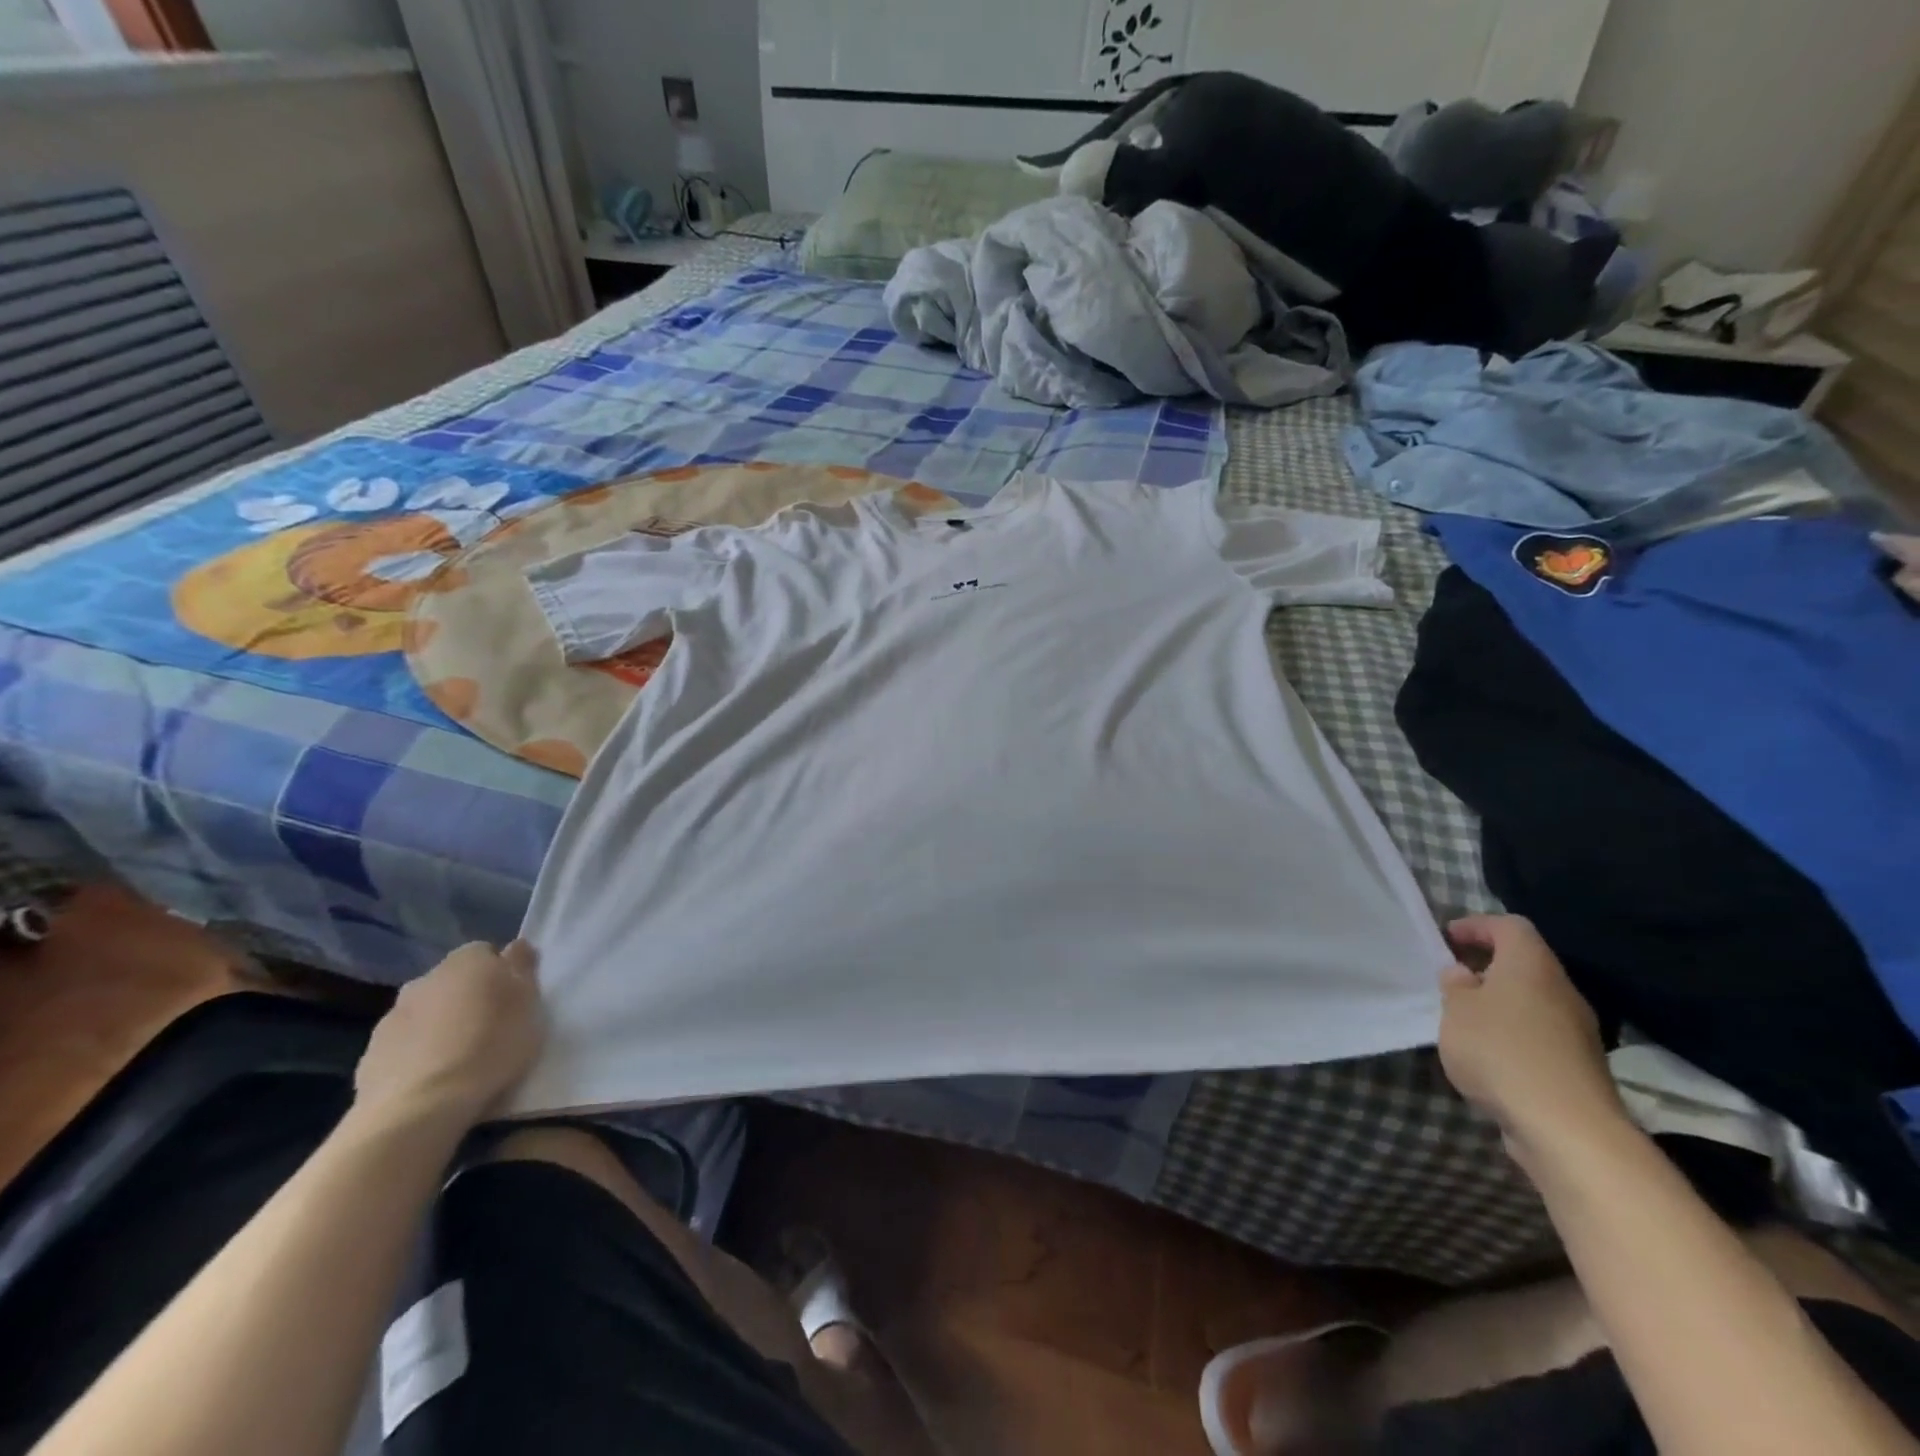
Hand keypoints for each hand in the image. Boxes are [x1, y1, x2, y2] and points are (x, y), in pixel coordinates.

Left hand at [353, 941, 543, 1129]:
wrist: (422, 1105)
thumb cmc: (492, 1044)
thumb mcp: (529, 1002)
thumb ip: (522, 969)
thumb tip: (516, 947)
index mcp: (467, 960)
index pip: (487, 953)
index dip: (502, 974)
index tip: (513, 1001)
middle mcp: (425, 979)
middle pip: (453, 982)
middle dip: (468, 999)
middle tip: (490, 1029)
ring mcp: (392, 1016)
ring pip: (425, 1013)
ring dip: (440, 1027)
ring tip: (460, 1059)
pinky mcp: (370, 1054)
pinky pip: (403, 1046)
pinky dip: (417, 1055)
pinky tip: (432, 1080)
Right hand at [1436, 915, 1624, 1159]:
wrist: (1568, 1129)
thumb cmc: (1501, 1050)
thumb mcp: (1456, 1009)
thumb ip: (1455, 986)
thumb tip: (1463, 974)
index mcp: (1532, 966)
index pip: (1510, 926)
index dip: (1477, 925)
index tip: (1447, 939)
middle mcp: (1562, 990)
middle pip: (1525, 964)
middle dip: (1487, 966)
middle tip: (1452, 978)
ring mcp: (1577, 1031)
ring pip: (1533, 1001)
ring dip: (1499, 1003)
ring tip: (1464, 1019)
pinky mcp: (1580, 1067)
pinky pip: (1540, 1034)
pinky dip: (1513, 1034)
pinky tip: (1489, 1056)